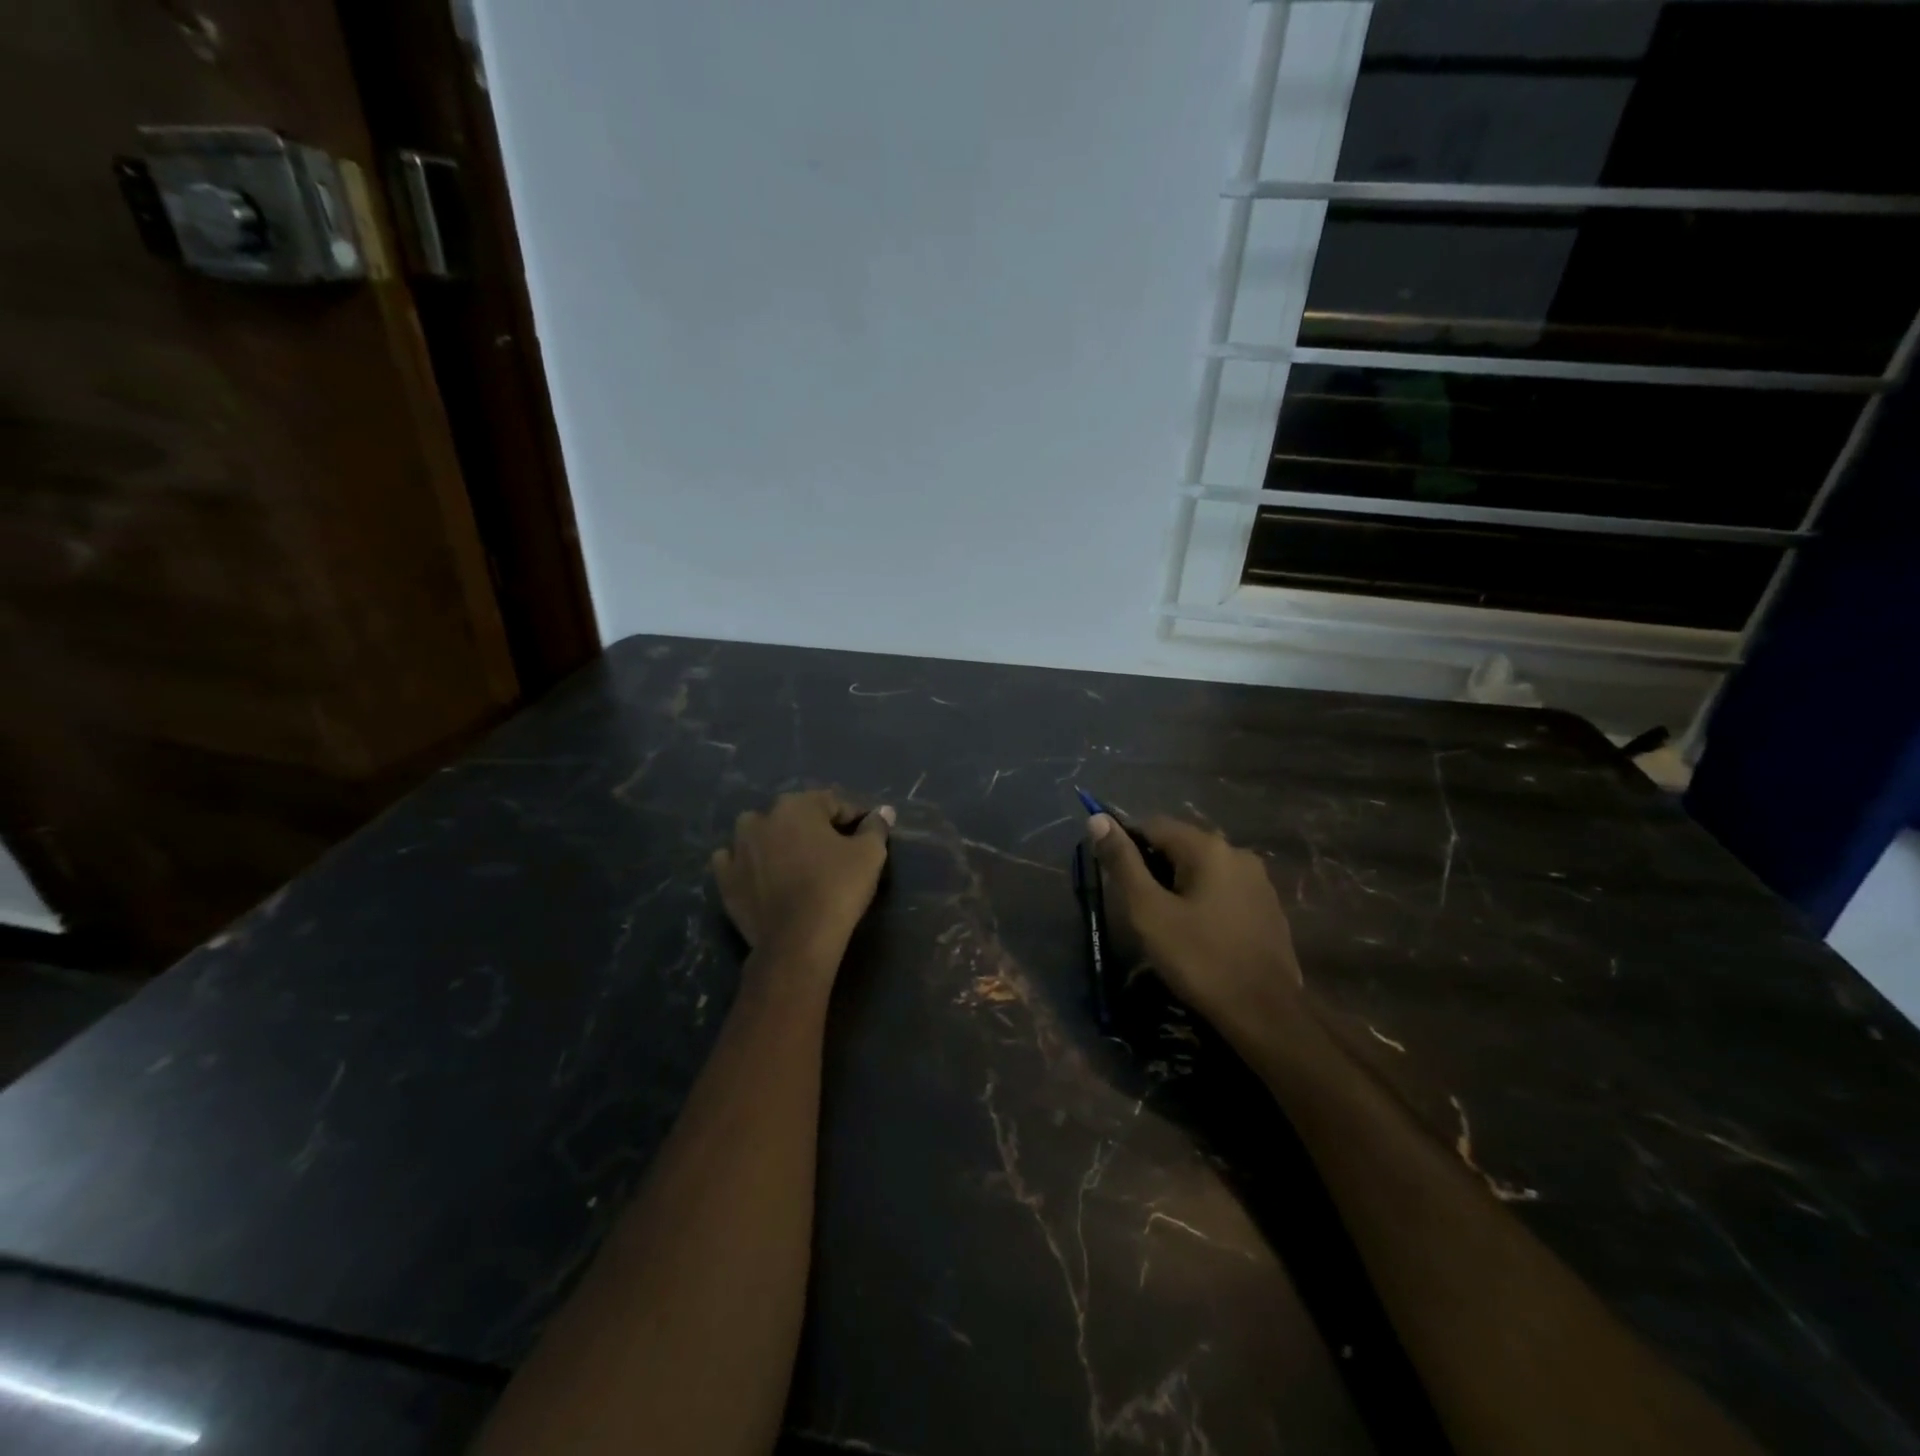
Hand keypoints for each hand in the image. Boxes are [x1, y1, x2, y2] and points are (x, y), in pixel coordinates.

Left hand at [712, 791, 893, 978]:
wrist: (797, 940)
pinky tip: (762, 876)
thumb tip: (883, 811)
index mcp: (797, 805)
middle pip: (795, 816)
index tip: (866, 836)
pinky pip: (735, 861)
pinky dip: (747, 864)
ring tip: (796, 863)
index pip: (833, 803)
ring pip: (760, 833)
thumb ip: (875, 827)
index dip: (853, 818)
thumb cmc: (837, 888)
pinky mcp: (725, 878)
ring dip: (776, 841)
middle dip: (814, 828)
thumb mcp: (869, 854)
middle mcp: (762, 818)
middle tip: (834, 852)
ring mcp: (738, 848)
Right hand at [1090, 814, 1304, 1049]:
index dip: (1127, 846)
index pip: (1153, 825)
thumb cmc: (1199, 959)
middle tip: (1137, 906)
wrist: (1265, 1014)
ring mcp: (1259, 881)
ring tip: (1165, 921)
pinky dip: (1204, 900)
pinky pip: (1224, 889)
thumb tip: (1098, 819)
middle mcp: (1238, 852)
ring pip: (1203, 869)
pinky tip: (1198, 932)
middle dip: (1154, 867)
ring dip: (1179, 884)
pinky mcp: (1269, 907)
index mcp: (1208, 847)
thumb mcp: (1149, 911)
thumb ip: (1123, 863)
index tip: (1115, 878)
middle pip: (1180, 845)